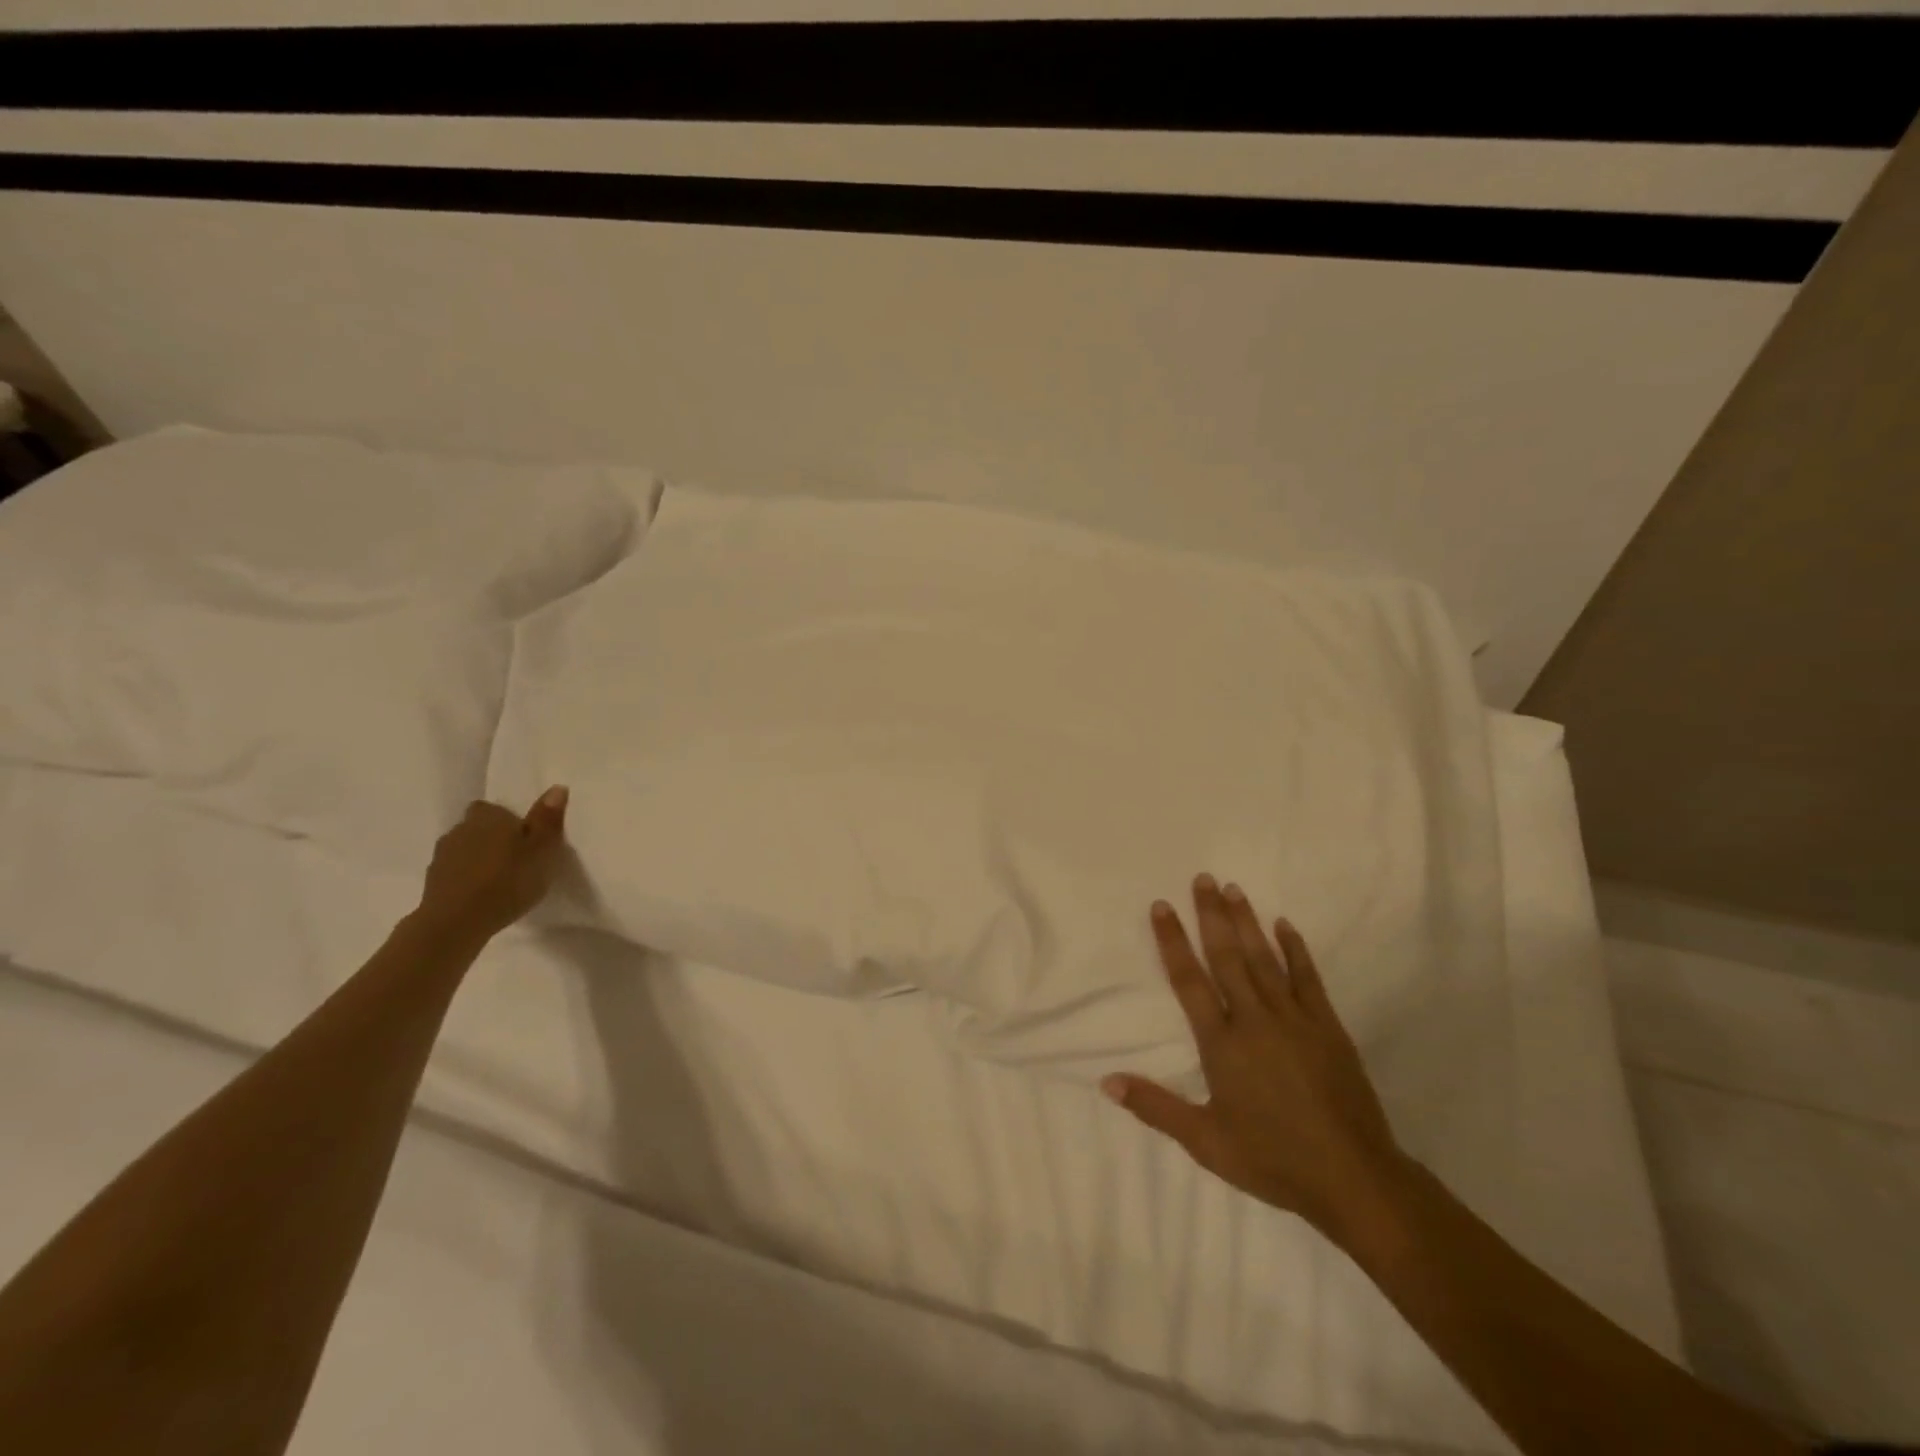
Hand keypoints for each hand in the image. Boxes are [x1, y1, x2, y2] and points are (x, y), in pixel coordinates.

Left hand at [414, 787, 570, 944]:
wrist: (456, 922)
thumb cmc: (508, 880)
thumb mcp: (542, 849)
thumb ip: (548, 819)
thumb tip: (557, 787)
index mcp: (489, 816)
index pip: (494, 807)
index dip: (508, 819)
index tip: (524, 836)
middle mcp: (461, 829)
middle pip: (478, 827)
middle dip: (492, 837)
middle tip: (516, 857)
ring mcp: (442, 856)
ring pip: (465, 849)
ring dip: (479, 858)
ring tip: (500, 878)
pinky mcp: (433, 883)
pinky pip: (456, 872)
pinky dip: (467, 878)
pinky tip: (482, 894)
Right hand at [1103, 874, 1411, 1246]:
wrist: (1353, 1178)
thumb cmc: (1272, 1159)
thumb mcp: (1205, 1141)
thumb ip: (1155, 1107)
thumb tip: (1106, 1082)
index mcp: (1222, 1043)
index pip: (1190, 981)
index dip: (1173, 941)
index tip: (1162, 906)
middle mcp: (1255, 1020)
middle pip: (1227, 957)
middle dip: (1212, 915)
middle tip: (1202, 878)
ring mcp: (1295, 1019)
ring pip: (1264, 959)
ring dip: (1247, 922)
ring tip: (1234, 889)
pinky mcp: (1327, 1026)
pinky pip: (1307, 978)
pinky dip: (1295, 949)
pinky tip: (1285, 925)